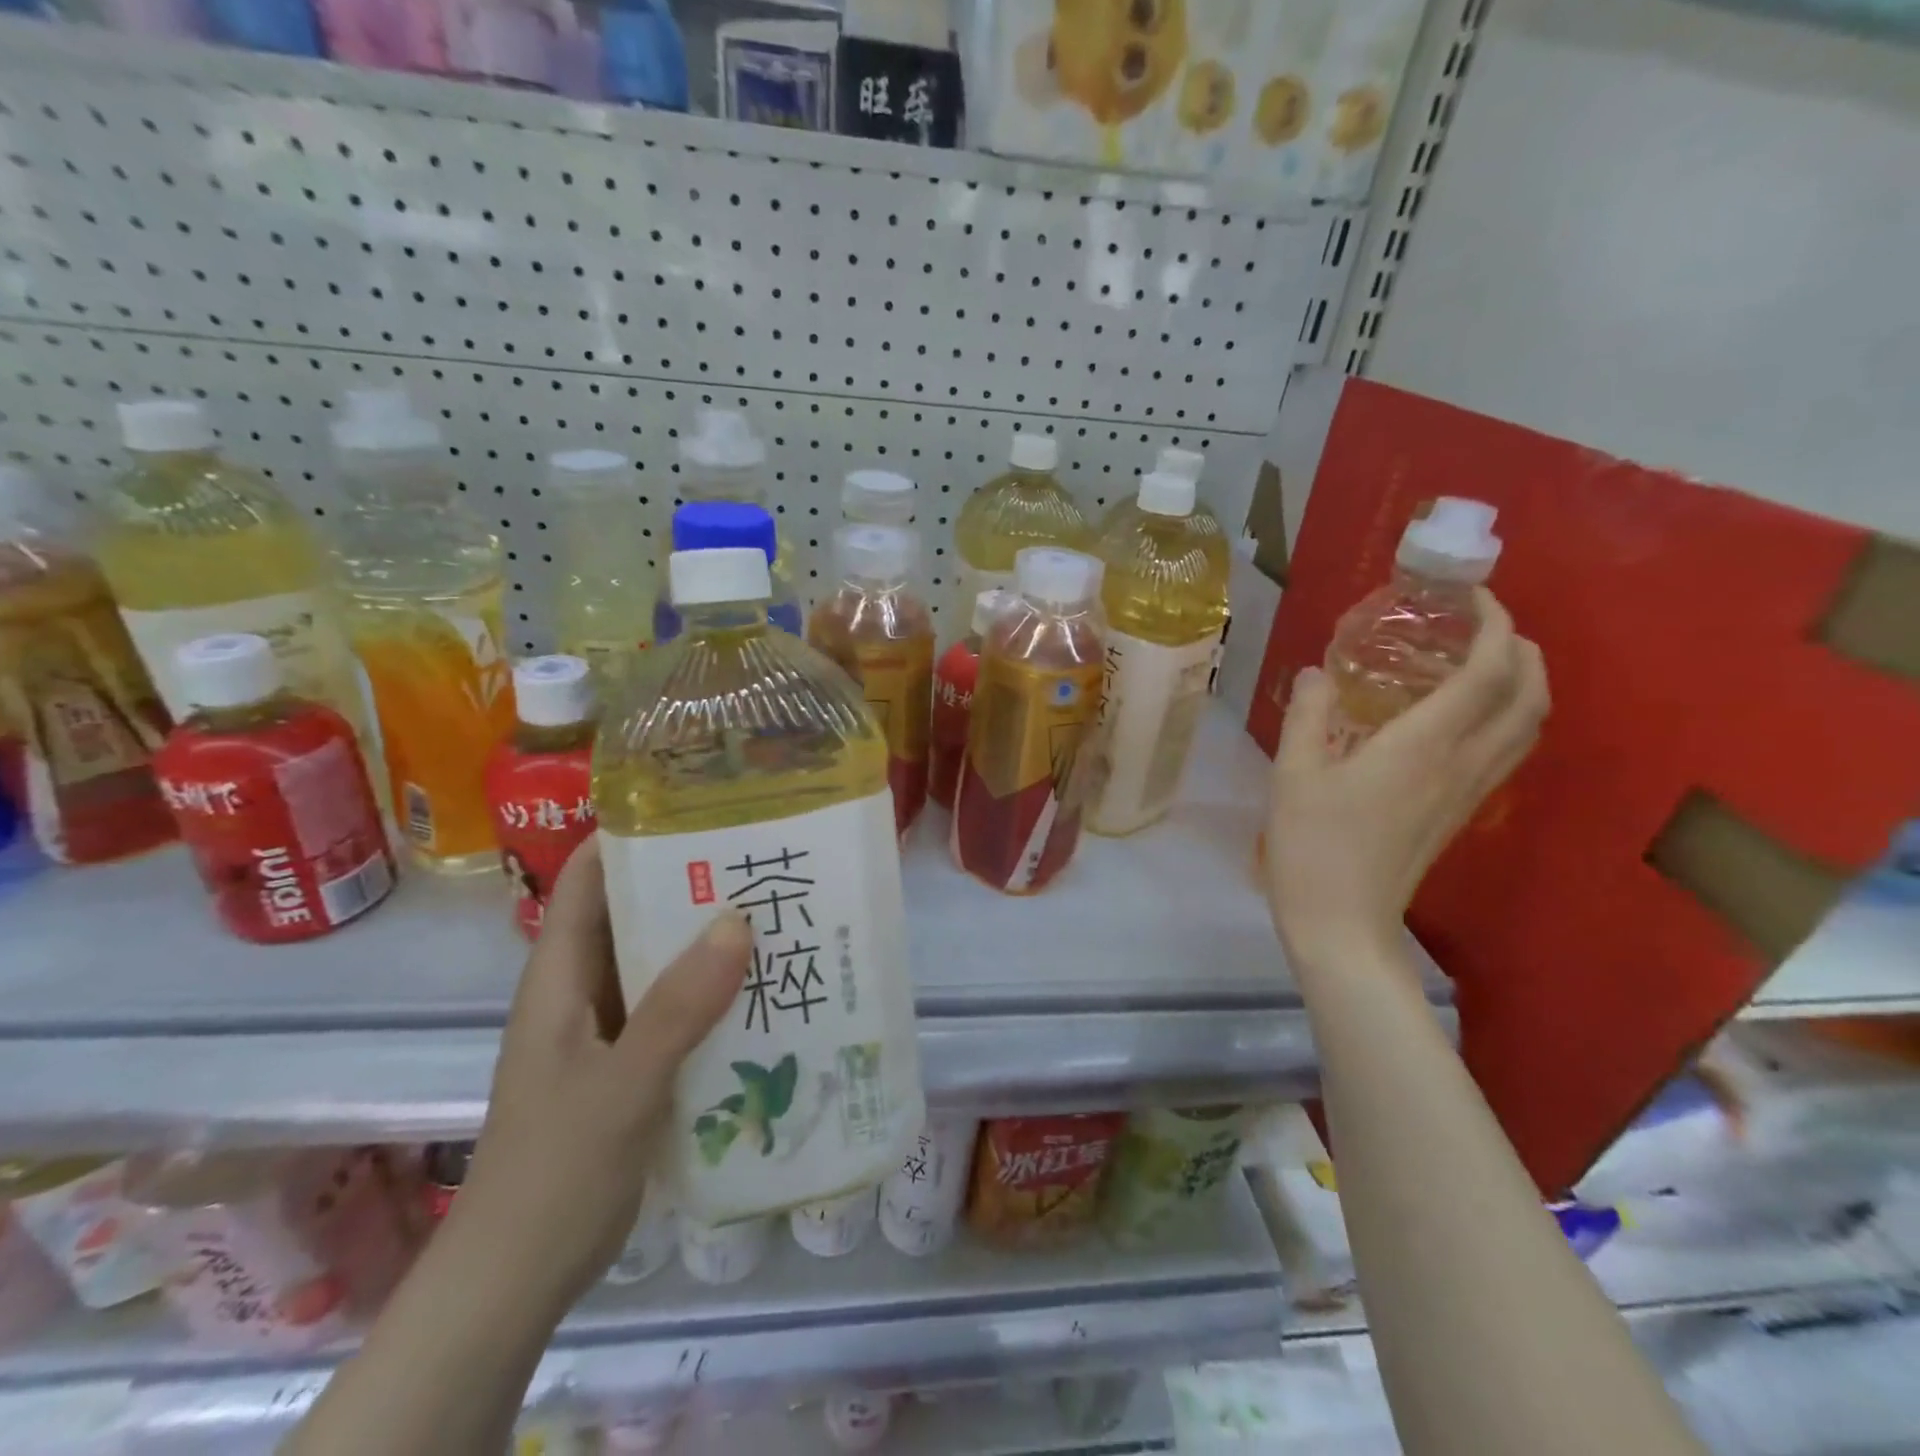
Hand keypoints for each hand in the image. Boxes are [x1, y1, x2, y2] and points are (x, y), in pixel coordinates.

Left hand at [452, 838, 751, 1313]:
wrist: (519, 1278)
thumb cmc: (553, 1171)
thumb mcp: (620, 1084)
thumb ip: (676, 1007)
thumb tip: (737, 921)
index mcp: (559, 978)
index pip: (587, 880)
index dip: (628, 835)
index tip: (694, 809)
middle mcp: (583, 990)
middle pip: (633, 914)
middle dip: (690, 884)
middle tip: (760, 858)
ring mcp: (609, 1030)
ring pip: (660, 963)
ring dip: (708, 940)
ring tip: (777, 912)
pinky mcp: (633, 1064)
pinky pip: (677, 1009)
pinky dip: (713, 992)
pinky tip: (765, 989)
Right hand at [1266, 588, 1547, 973]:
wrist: (1342, 921)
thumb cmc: (1312, 845)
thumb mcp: (1293, 774)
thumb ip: (1308, 716)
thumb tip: (1317, 673)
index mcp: (1423, 745)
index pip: (1488, 672)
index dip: (1494, 626)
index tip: (1474, 596)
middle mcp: (1462, 763)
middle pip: (1529, 696)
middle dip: (1523, 650)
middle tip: (1485, 625)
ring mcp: (1468, 791)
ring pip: (1528, 727)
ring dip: (1526, 684)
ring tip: (1487, 662)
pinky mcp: (1460, 812)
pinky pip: (1507, 751)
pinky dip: (1507, 717)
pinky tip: (1465, 716)